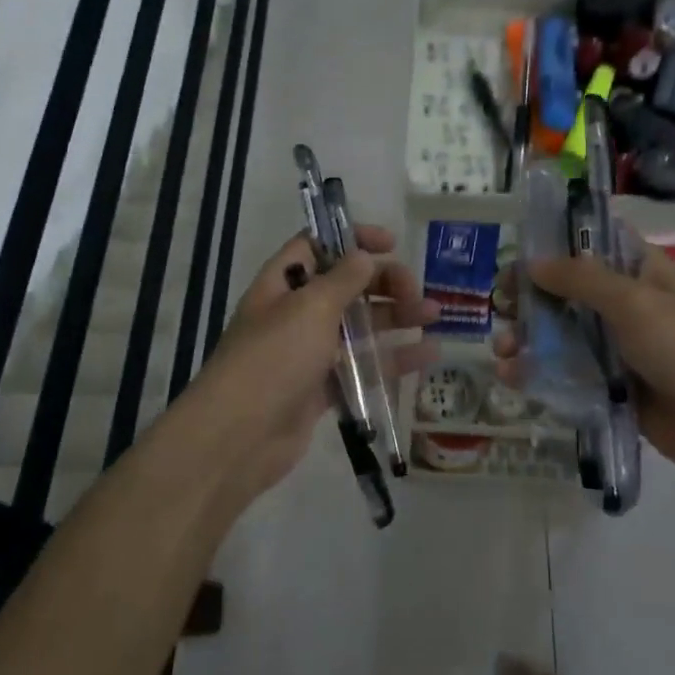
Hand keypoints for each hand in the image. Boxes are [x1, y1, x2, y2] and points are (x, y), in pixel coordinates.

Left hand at [174, 225, 437, 501]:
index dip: (352, 238)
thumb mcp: (309, 308)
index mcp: (282, 284)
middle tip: (416, 292)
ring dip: (396, 317)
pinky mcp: (323, 388)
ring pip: (359, 326)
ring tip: (434, 316)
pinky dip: (393, 359)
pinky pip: (362, 365)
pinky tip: (428, 355)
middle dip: (383, 283)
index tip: (390, 244)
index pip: (317, 245)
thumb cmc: (274, 358)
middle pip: (345, 286)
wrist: (240, 437)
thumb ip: (342, 279)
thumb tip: (363, 255)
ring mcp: (309, 352)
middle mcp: (295, 313)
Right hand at [493, 245, 674, 492]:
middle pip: (565, 292)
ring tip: (503, 350)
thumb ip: (582, 280)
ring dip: (526, 338)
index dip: (552, 245)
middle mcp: (625, 306)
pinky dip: (538, 374)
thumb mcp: (636, 304)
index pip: (591, 245)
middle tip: (500, 307)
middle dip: (529, 298)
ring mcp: (617, 350)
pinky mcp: (610, 388)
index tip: (516, 256)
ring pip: (560, 336)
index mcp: (640, 273)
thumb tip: (532, 263)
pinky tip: (512, 377)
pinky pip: (567, 375)